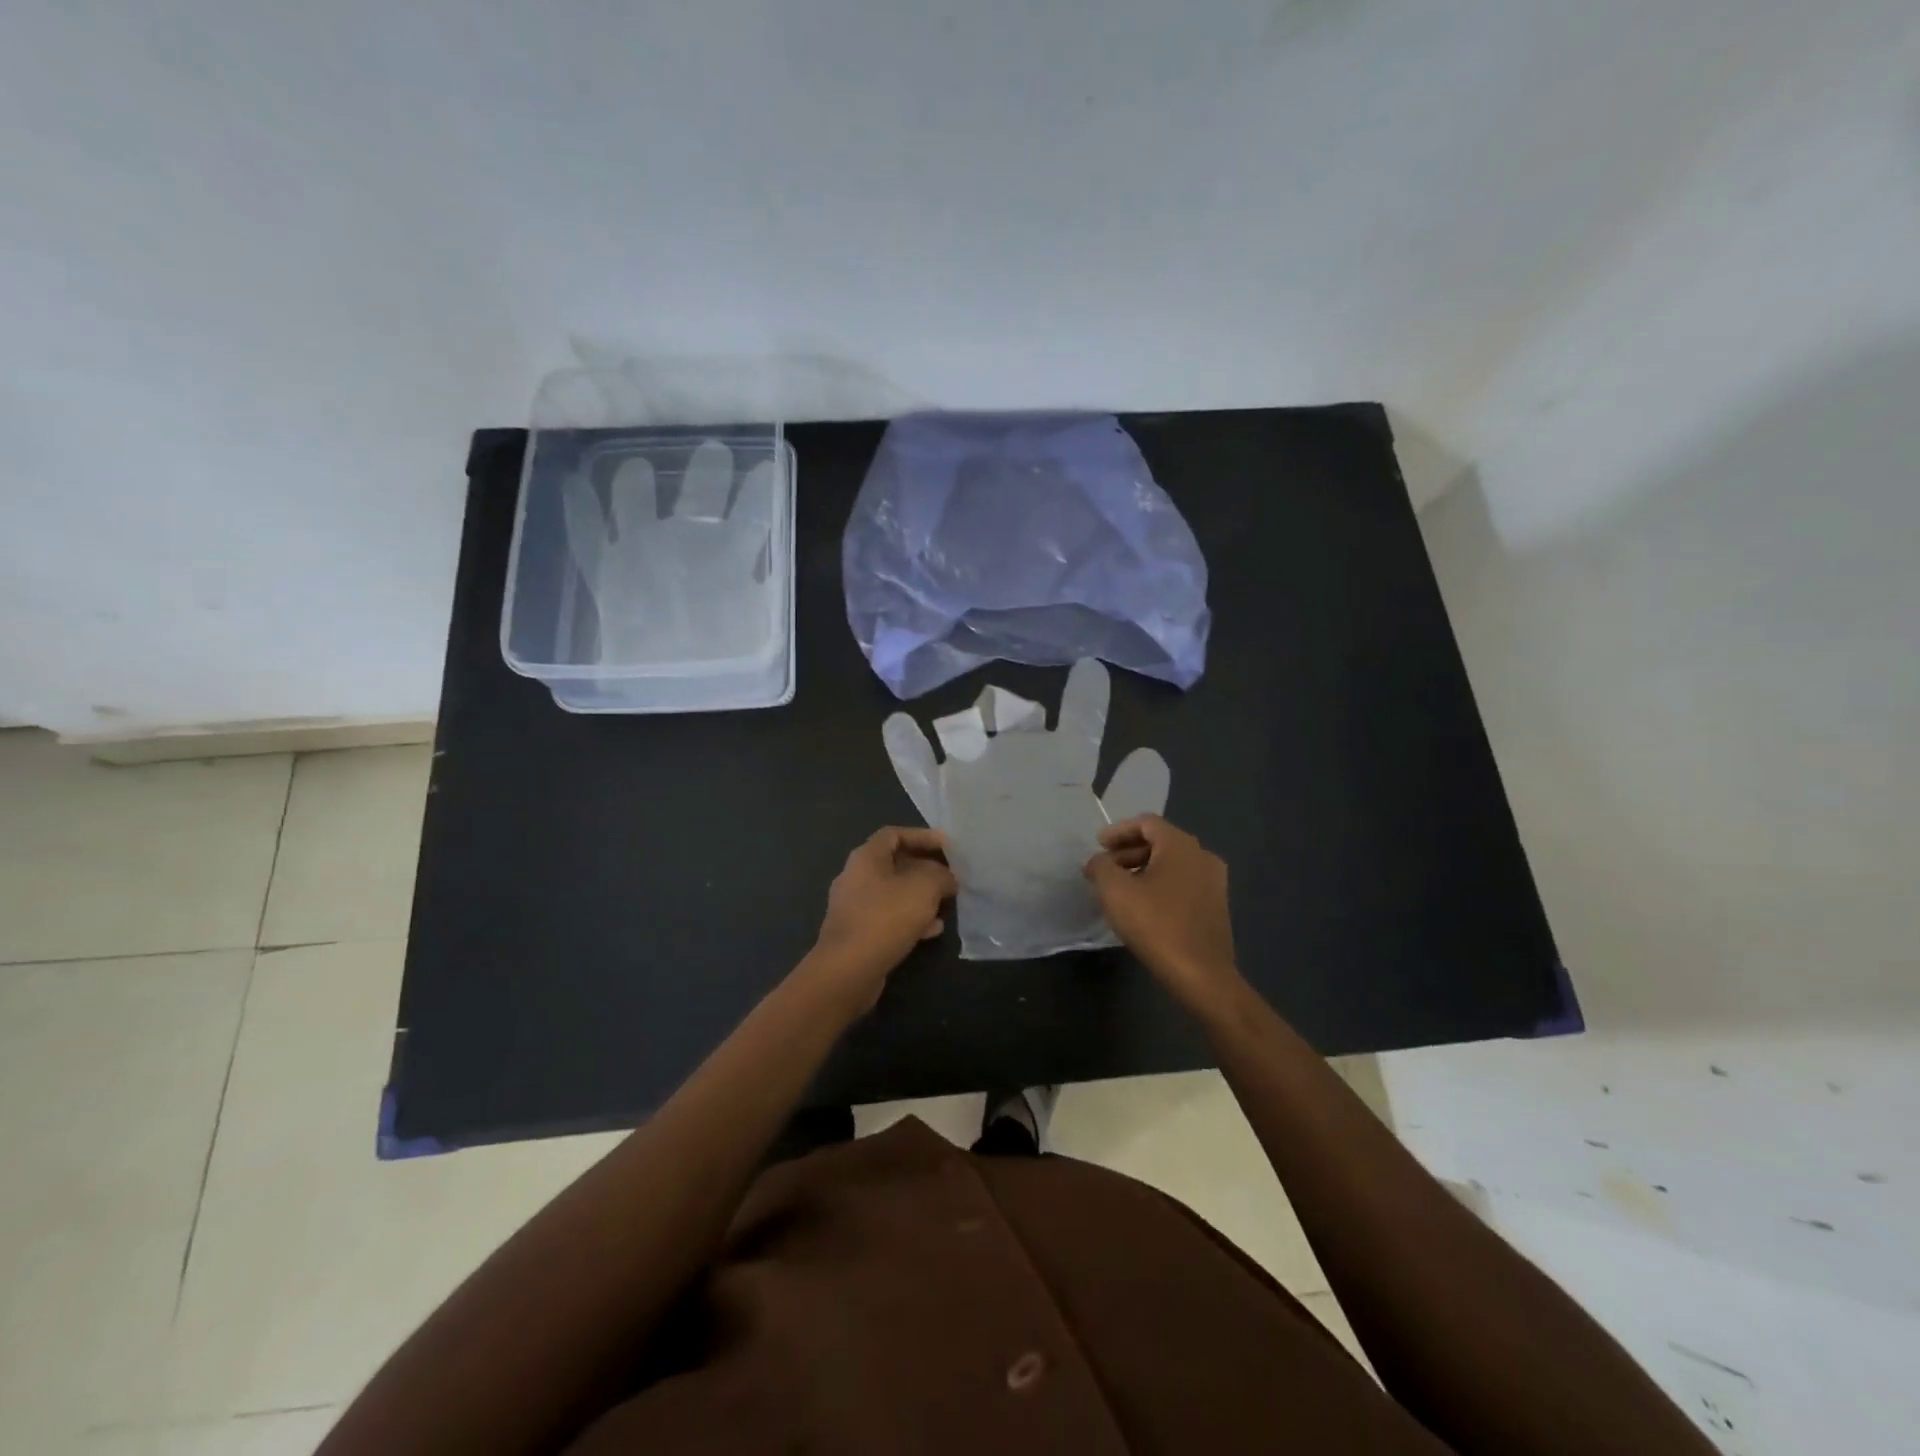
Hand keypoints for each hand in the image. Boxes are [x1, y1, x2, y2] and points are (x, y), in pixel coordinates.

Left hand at [805, 827, 957, 1010]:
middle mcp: (856, 877)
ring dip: (921, 896)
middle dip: (926, 868)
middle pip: (895, 864)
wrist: (848, 970)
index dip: (922, 836)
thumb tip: (947, 878)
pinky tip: (933, 930)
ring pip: (894, 893)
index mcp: (866, 857)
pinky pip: (889, 917)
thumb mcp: (924, 888)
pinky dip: (911, 919)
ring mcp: (855, 907)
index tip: (947, 846)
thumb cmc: (886, 917)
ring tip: (946, 903)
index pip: (894, 834)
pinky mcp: (858, 933)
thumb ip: (941, 875)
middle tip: (951, 876)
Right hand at [1084, 815, 1241, 1007]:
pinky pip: (1182, 883)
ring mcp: (1214, 882)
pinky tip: (1143, 906)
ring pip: (1172, 864)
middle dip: (1128, 851)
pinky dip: (1160, 885)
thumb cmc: (1156, 924)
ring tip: (1119, 888)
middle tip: (1104, 868)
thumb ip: (1100, 866)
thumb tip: (1097, 861)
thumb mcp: (1115, 891)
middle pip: (1160, 842)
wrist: (1201, 975)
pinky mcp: (1216, 906)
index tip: (1098, 846)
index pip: (1146, 823)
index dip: (1118, 831)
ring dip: (1143, 869)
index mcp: (1181, 845)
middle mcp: (1202, 856)